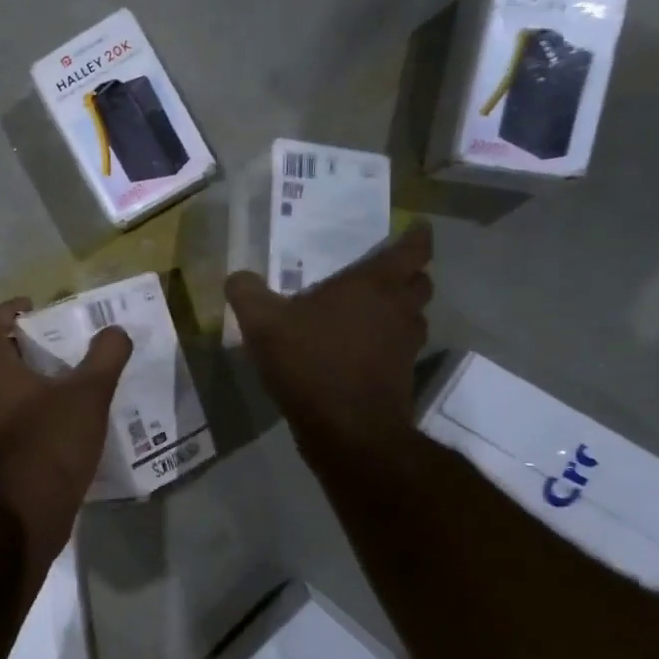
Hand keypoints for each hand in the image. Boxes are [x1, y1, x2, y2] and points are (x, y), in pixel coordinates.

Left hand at [0, 297, 132, 574]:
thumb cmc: (50, 443)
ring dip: (21, 379)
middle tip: (56, 344)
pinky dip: (21, 410)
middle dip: (21, 345)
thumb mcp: (88, 395)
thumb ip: (105, 357)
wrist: (22, 516)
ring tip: (60, 381)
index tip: (36, 307)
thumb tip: (116, 331)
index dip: (10, 310)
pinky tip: (52, 422)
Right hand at [225, 222, 433, 461]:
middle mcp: (399, 309)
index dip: (417, 236)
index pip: (413, 249)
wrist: (348, 430)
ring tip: (369, 312)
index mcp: (374, 285)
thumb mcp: (263, 325)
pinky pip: (401, 348)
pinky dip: (387, 343)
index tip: (416, 227)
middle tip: (382, 273)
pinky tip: (357, 350)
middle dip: (408, 274)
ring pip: (415, 316)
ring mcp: (406, 346)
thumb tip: (237, 276)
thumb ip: (247, 294)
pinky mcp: (403, 376)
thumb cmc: (311, 363)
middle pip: (421, 282)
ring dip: (400, 310)